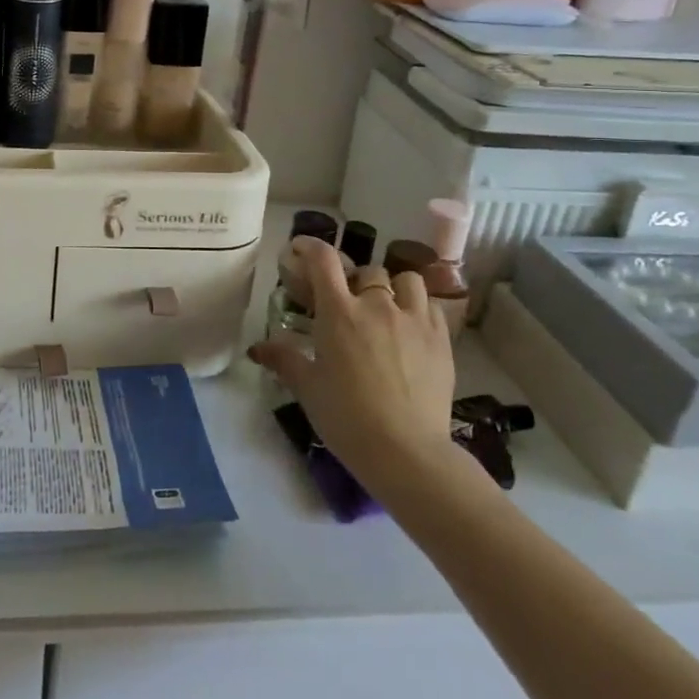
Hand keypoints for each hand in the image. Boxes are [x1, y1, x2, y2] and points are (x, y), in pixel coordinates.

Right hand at [250, 237, 454, 477]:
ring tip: (387, 308)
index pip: (324, 261)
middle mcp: (377, 305)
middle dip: (355, 280)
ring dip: (393, 288)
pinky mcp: (442, 339)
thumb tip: (256, 348)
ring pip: (406, 280)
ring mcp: (414, 320)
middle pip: (367, 271)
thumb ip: (283, 360)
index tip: (302, 249)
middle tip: (348, 302)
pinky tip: (412, 328)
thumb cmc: (347, 418)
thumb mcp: (308, 388)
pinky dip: (419, 308)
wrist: (407, 452)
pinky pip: (432, 306)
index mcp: (339, 313)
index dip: (311, 247)